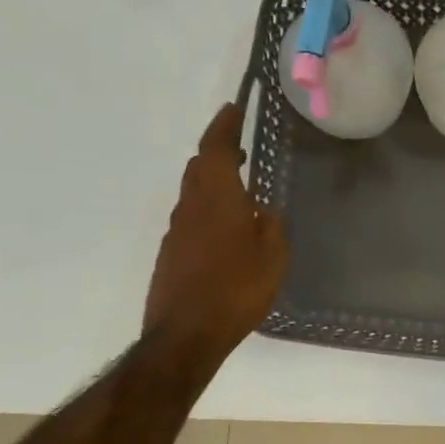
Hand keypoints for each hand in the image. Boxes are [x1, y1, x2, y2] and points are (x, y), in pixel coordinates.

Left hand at [144, 104, 288, 366]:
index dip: (224, 125)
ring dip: (213, 185)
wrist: (186, 334)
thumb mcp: (273, 256)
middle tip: (240, 150)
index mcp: (217, 198)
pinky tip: (227, 235)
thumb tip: (264, 209)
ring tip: (240, 194)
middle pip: (199, 168)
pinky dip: (208, 213)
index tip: (234, 108)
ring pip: (194, 194)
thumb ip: (272, 225)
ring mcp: (176, 232)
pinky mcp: (171, 255)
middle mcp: (190, 207)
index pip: (215, 148)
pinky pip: (191, 221)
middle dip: (218, 152)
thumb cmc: (236, 289)